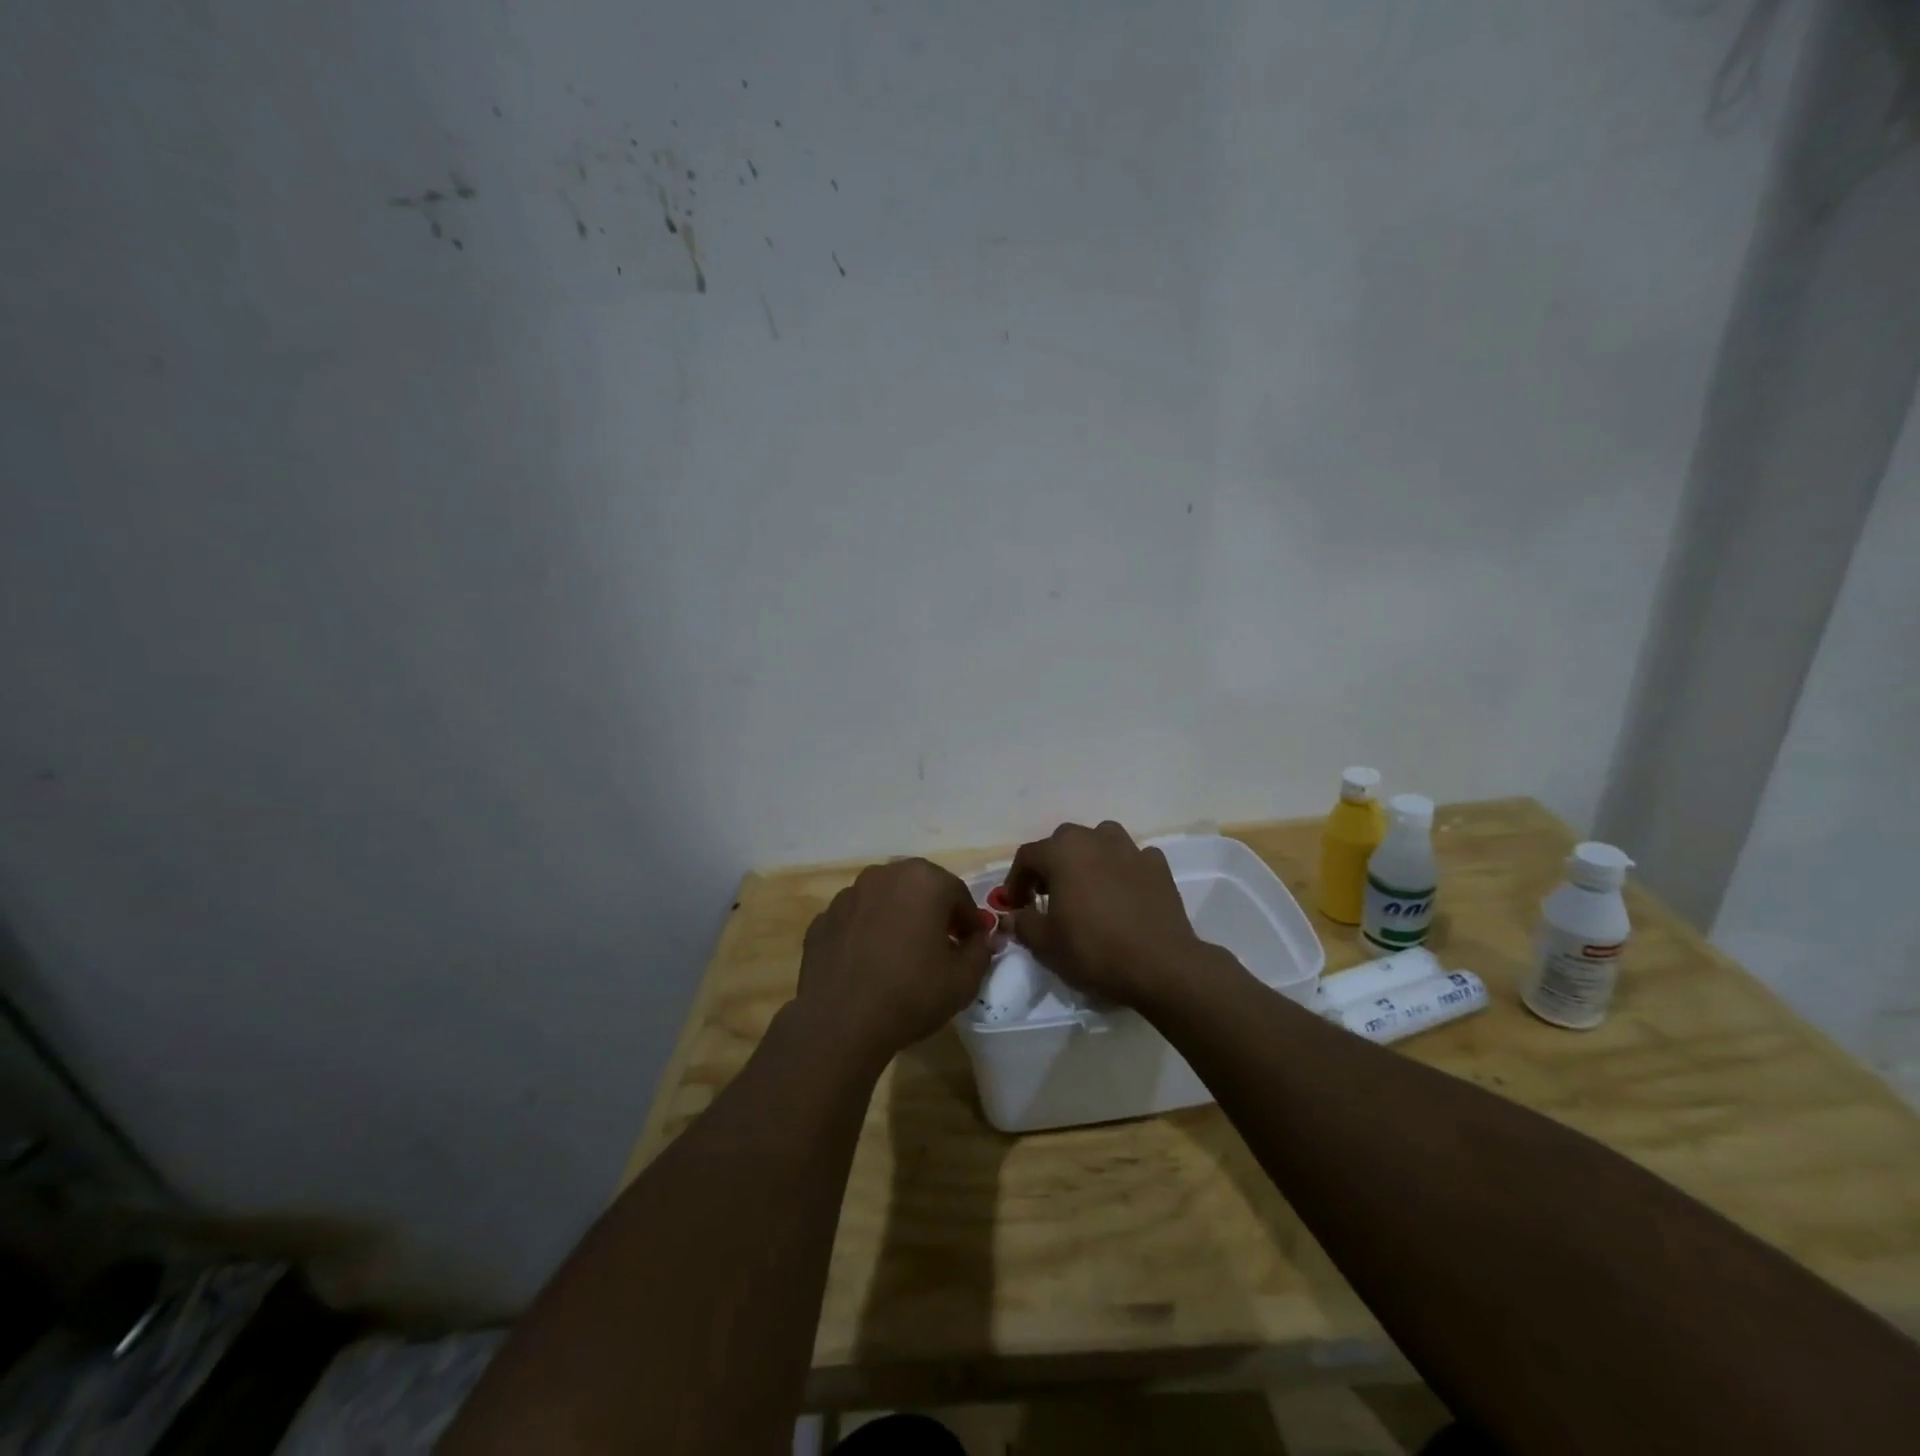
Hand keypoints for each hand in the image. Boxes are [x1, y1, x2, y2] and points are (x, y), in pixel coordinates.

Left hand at [795, 858, 991, 1066]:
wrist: (840, 1022)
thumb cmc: (911, 994)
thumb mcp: (964, 980)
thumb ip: (981, 951)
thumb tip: (981, 940)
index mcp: (924, 880)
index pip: (958, 894)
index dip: (969, 921)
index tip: (972, 945)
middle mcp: (884, 875)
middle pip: (920, 889)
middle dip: (934, 913)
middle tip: (941, 947)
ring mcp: (848, 895)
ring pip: (885, 900)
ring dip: (898, 919)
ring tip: (902, 956)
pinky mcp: (823, 919)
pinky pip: (856, 920)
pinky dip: (867, 933)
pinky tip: (869, 964)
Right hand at [1004, 821, 1205, 1007]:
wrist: (1161, 966)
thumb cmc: (1094, 950)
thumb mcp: (1045, 944)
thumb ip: (1022, 924)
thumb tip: (1011, 916)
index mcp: (1062, 852)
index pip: (1027, 856)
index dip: (1015, 881)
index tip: (1015, 906)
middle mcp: (1096, 839)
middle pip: (1063, 842)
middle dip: (1051, 866)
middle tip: (1048, 896)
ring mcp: (1131, 849)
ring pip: (1101, 841)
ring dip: (1089, 859)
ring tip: (1087, 888)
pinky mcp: (1159, 866)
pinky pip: (1133, 859)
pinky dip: (1123, 870)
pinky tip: (1123, 893)